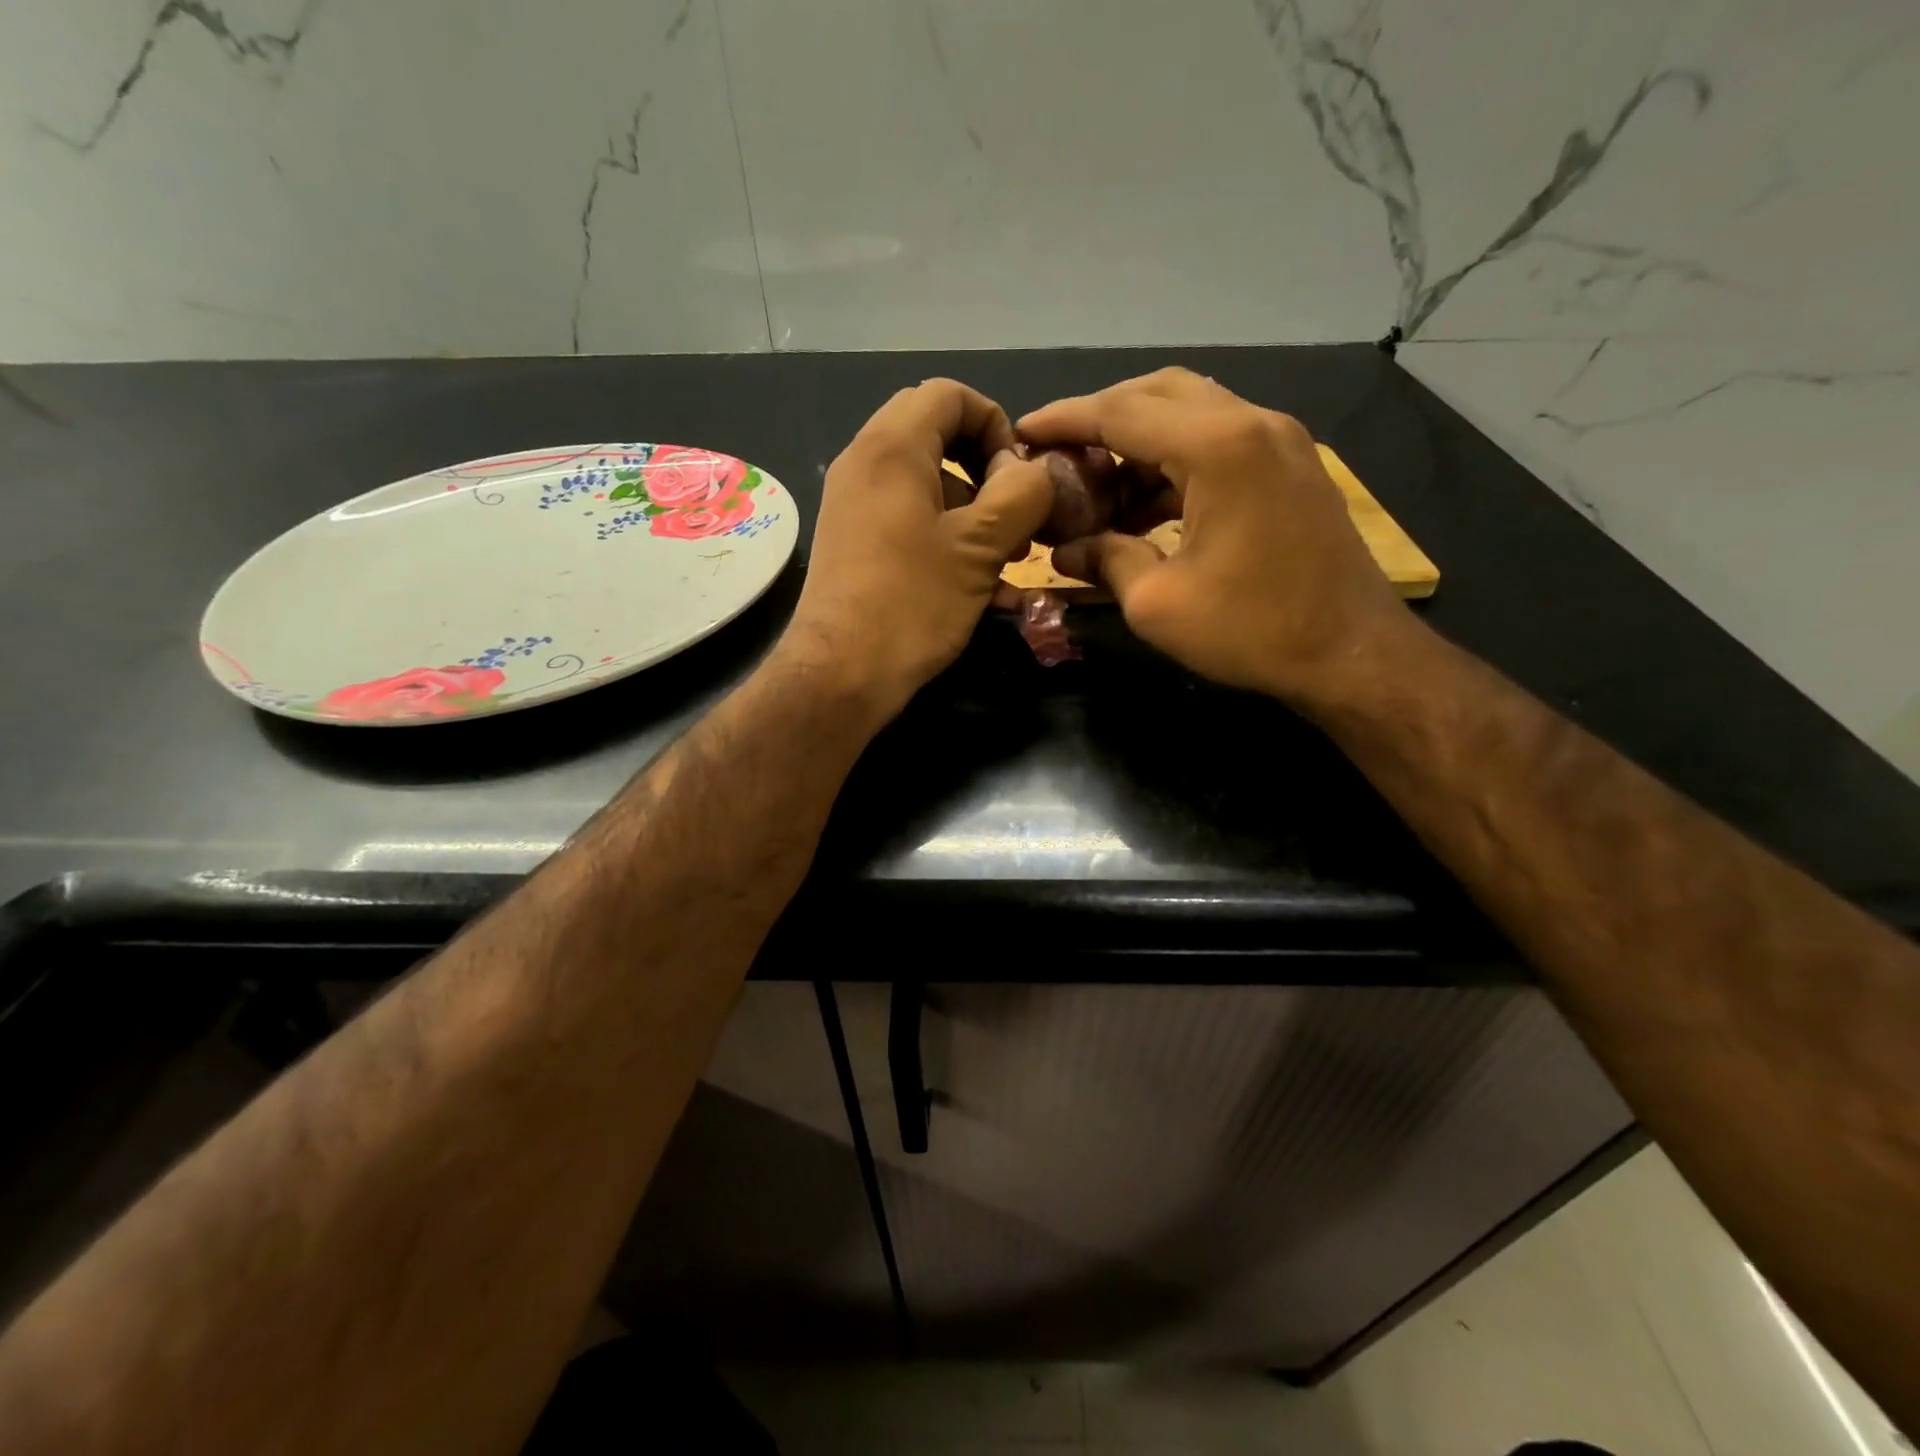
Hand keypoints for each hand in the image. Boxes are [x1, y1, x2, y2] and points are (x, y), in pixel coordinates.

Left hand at [781, 379, 1053, 716]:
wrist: (839, 673)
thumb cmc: (913, 603)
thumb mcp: (981, 547)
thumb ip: (1021, 494)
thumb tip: (1033, 472)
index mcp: (892, 447)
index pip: (949, 394)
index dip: (996, 423)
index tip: (1019, 476)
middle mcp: (863, 462)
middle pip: (934, 433)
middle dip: (983, 466)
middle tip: (1013, 513)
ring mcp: (851, 502)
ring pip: (922, 478)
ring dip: (969, 505)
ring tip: (1003, 556)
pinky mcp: (851, 539)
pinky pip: (903, 513)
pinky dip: (942, 530)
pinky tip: (972, 580)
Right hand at [1020, 368, 1410, 708]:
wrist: (1352, 654)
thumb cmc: (1252, 629)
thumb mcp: (1156, 603)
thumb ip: (1104, 560)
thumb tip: (1064, 549)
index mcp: (1218, 446)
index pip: (1121, 411)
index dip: (1065, 419)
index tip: (1023, 430)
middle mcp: (1251, 423)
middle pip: (1158, 393)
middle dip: (1101, 418)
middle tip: (1060, 454)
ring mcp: (1278, 440)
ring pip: (1190, 413)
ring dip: (1138, 442)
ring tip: (1095, 489)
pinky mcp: (1289, 465)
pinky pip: (1218, 442)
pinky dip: (1173, 463)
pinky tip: (1142, 508)